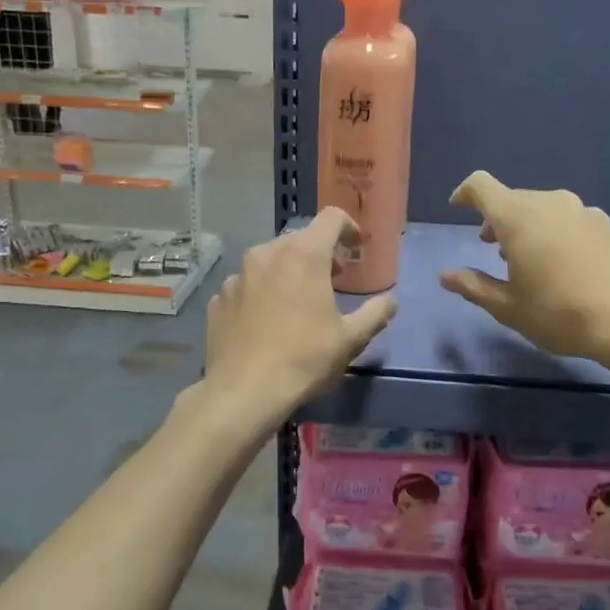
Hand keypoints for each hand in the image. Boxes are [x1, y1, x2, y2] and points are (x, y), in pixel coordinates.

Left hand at [204, 208, 396, 420]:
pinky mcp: (219, 297)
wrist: (244, 391)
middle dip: (319, 252)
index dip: (348, 227)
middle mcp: (267, 253)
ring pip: (270, 260)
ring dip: (288, 271)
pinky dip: (262, 291)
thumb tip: (390, 300)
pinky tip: (267, 321)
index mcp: (304, 254)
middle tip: (332, 279)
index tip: (356, 248)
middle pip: (300, 238)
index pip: (331, 218)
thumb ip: (376, 312)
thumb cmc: (305, 358)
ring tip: (298, 301)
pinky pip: (247, 284)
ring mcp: (238, 275)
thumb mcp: (351, 339)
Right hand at [439, 172, 609, 368]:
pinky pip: (570, 220)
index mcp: (518, 217)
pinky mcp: (609, 225)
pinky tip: (565, 267)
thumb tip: (446, 275)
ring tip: (528, 260)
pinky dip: (556, 233)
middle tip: (491, 249)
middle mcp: (551, 203)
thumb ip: (474, 286)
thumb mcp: (509, 307)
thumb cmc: (561, 313)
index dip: (465, 193)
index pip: (481, 186)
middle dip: (497, 218)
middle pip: (514, 198)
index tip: (458, 207)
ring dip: (528, 226)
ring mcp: (584, 212)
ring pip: (544, 209)